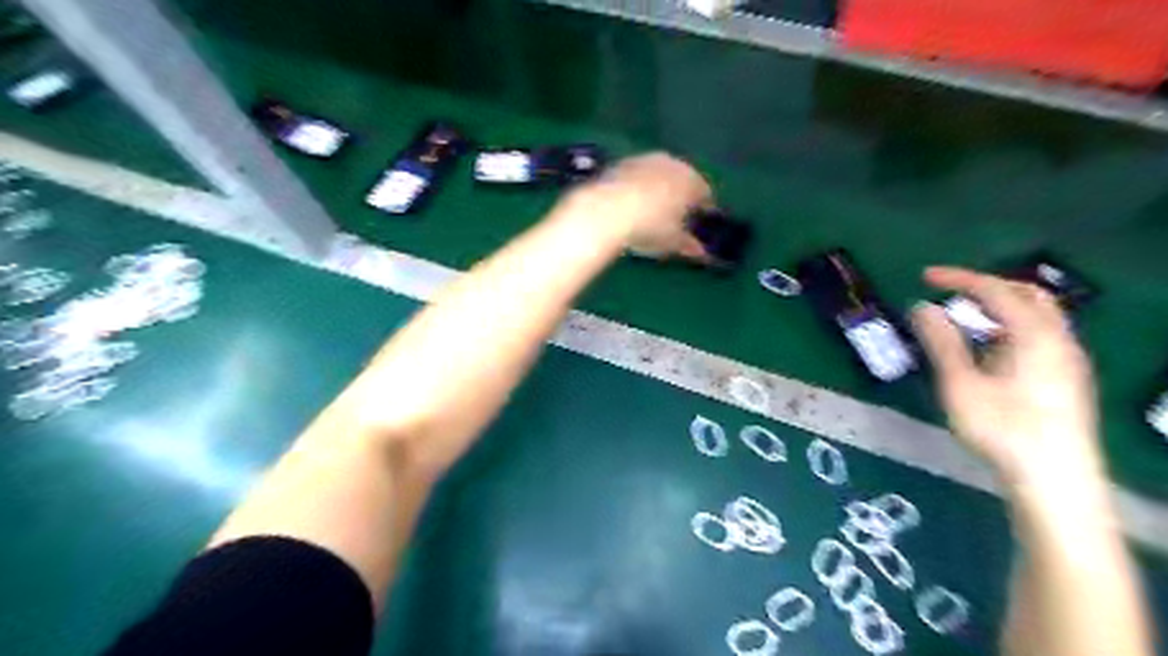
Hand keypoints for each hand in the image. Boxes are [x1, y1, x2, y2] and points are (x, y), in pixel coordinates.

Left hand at [564, 155, 716, 262]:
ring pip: (658, 175)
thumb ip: (690, 245)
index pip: (706, 195)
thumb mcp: (673, 242)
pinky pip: (636, 178)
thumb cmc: (651, 227)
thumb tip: (701, 252)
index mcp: (692, 181)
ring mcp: (645, 159)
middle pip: (682, 180)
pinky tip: (629, 206)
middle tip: (673, 219)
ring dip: (657, 190)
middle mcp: (672, 163)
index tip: (697, 226)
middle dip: (680, 197)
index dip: (703, 212)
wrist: (607, 210)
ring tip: (649, 213)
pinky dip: (637, 189)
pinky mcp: (620, 163)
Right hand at [913, 266, 1105, 490]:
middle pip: (1026, 295)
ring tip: (964, 319)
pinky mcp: (1066, 378)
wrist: (1055, 479)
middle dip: (985, 287)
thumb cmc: (1002, 428)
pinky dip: (1010, 327)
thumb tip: (922, 308)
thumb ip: (942, 342)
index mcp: (1034, 334)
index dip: (959, 278)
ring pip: (1036, 316)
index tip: (925, 277)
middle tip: (950, 292)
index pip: (995, 290)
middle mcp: (1058, 339)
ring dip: (999, 308)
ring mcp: (1067, 359)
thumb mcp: (961, 384)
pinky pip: (1039, 335)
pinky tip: (988, 350)